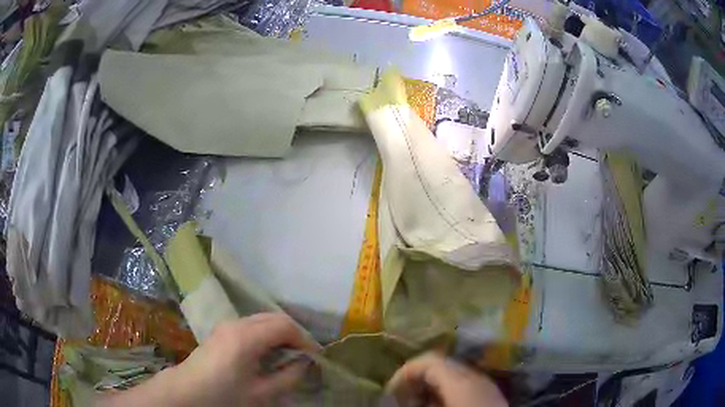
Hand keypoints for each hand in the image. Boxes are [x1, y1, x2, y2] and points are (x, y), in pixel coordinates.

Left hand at [98, 313, 318, 406]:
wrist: (187, 393)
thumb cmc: (224, 396)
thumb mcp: (262, 393)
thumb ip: (288, 376)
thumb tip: (304, 364)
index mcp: (247, 336)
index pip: (285, 325)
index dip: (304, 339)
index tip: (316, 357)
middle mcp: (237, 324)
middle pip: (273, 318)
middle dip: (293, 334)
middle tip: (304, 356)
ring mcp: (226, 326)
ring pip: (261, 320)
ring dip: (278, 334)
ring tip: (288, 356)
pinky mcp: (220, 332)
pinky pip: (250, 326)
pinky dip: (265, 336)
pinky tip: (266, 355)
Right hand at [387, 352, 507, 406]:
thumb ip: (416, 401)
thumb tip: (398, 396)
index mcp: (461, 379)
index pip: (428, 361)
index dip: (404, 371)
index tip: (390, 389)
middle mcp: (474, 375)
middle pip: (440, 365)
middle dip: (416, 379)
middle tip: (401, 398)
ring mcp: (484, 383)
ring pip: (451, 375)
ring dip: (430, 387)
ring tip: (417, 403)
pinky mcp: (489, 392)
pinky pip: (462, 385)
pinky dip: (445, 393)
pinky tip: (439, 405)